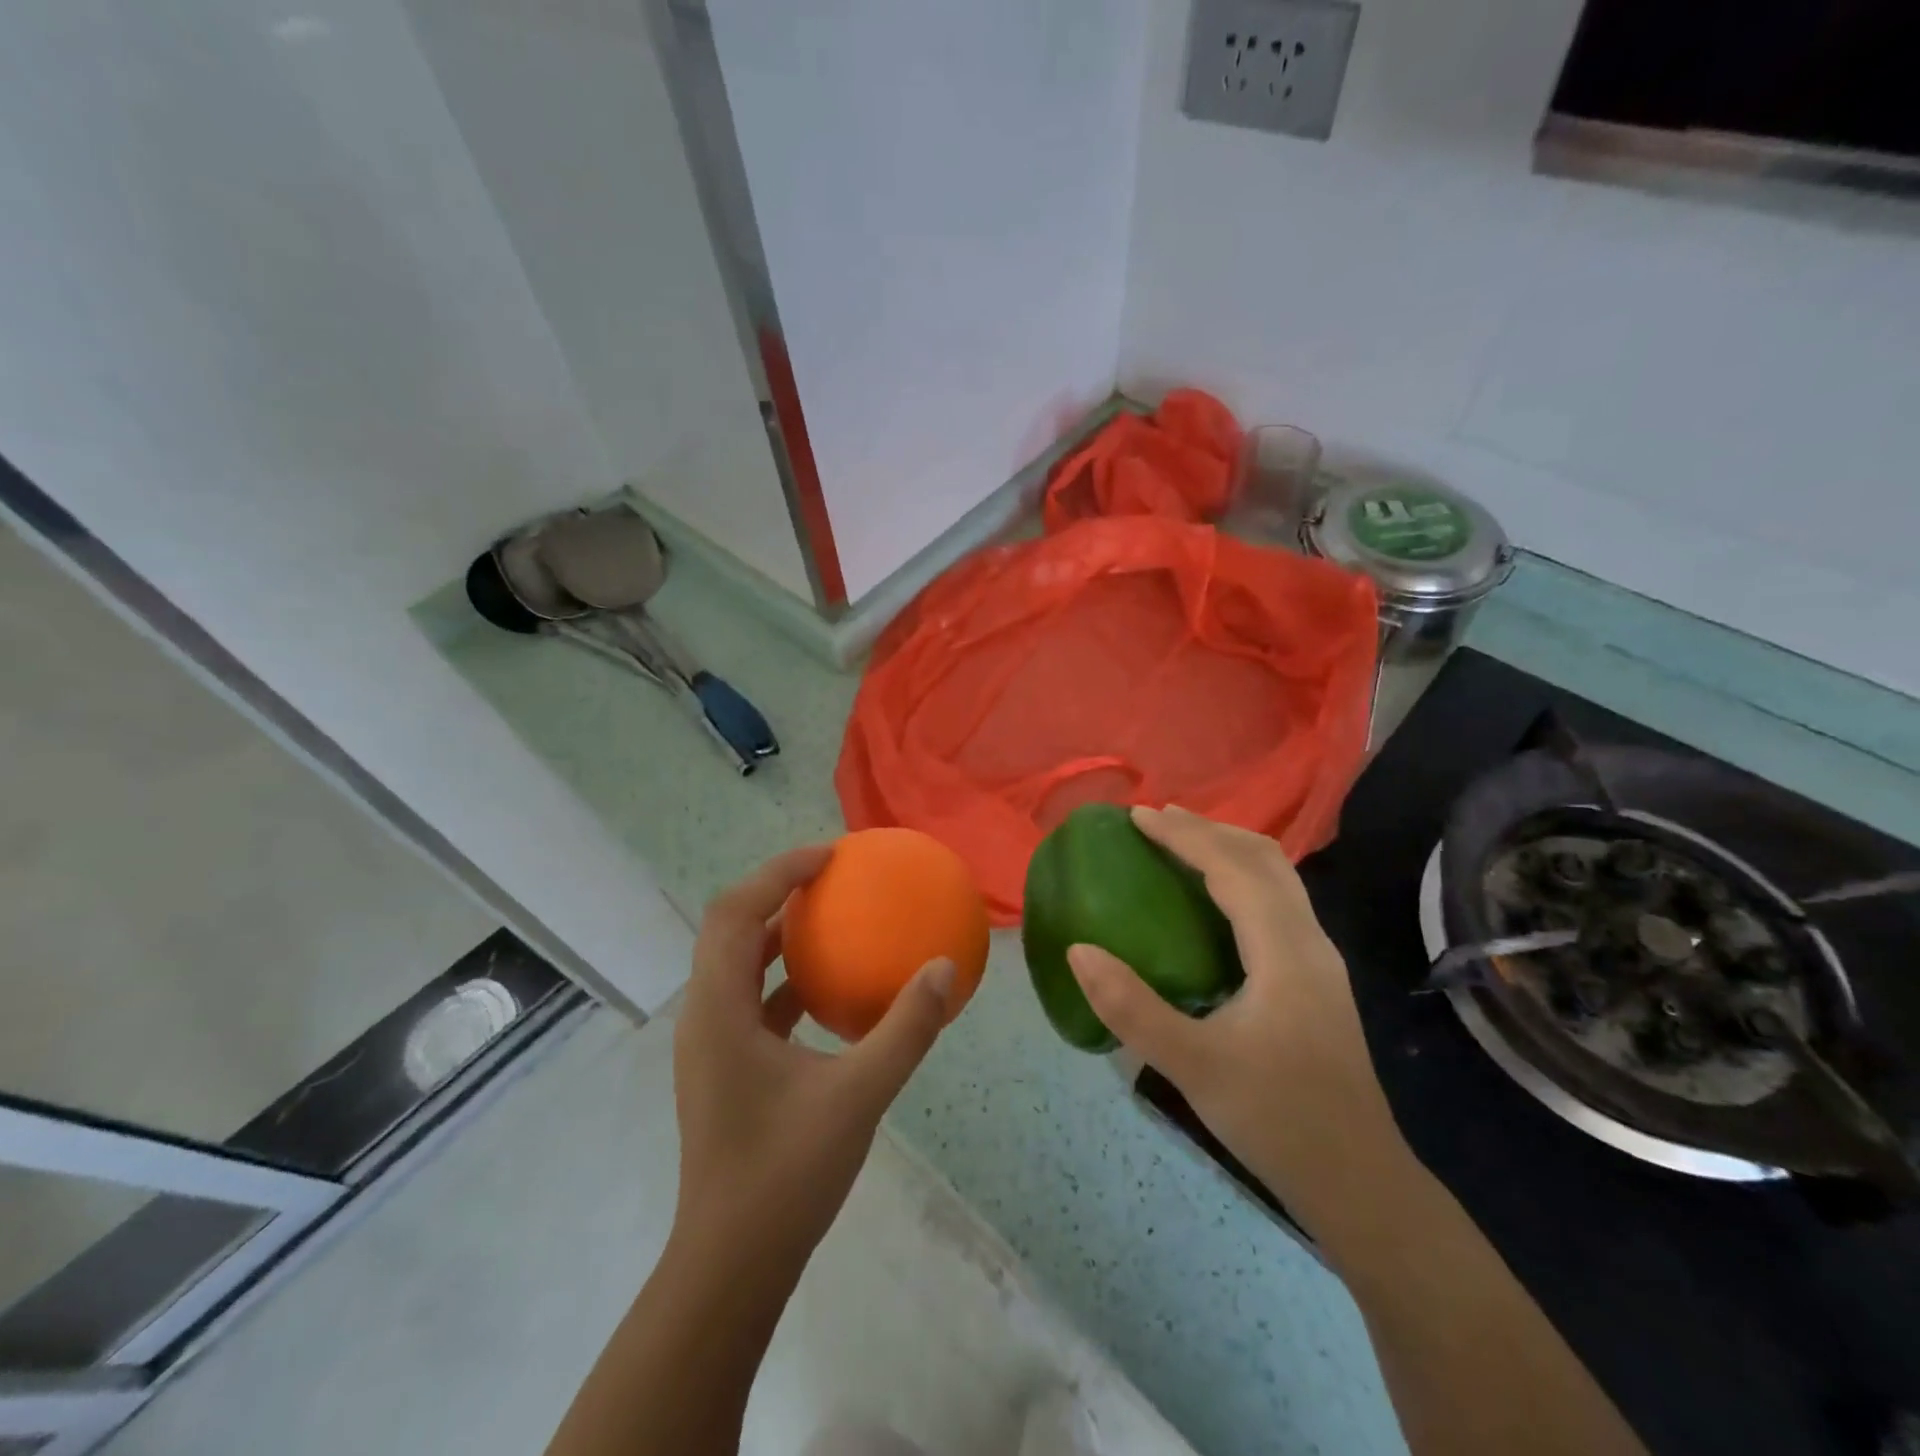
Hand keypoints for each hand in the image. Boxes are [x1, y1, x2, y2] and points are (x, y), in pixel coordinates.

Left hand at [672, 845, 955, 1266]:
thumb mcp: (859, 1095)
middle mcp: (704, 1015)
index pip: (736, 911)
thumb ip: (906, 1029)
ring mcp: (710, 1044)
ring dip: (779, 933)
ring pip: (737, 963)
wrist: (731, 1267)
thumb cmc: (786, 1175)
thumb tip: (945, 969)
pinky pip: (752, 1000)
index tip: (831, 856)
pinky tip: (831, 992)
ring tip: (832, 918)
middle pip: (729, 927)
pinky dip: (786, 979)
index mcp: (718, 1010)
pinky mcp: (724, 1068)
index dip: (778, 871)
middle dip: (777, 891)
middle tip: (832, 875)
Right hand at [1067, 806, 1406, 1230]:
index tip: (1137, 816)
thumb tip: (1078, 950)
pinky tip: (1212, 900)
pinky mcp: (1315, 978)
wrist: (1359, 1181)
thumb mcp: (1195, 1067)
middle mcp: (1309, 941)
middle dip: (1208, 830)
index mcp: (1285, 951)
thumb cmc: (1278, 1119)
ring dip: (1228, 849)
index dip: (1184, 836)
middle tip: (1155, 821)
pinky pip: (1276, 901)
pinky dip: (1240, 877)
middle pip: (1263, 858)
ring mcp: (1318, 959)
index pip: (1233, 868)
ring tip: (1179, 844)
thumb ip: (1132, 1009)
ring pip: (1277, 877)